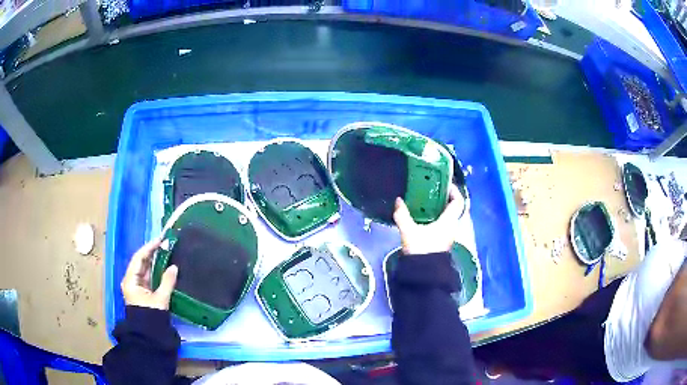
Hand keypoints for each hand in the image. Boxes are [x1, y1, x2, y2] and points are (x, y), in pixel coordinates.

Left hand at [121, 238, 177, 309]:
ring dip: (154, 261)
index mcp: (131, 280)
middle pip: (140, 262)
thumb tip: (174, 267)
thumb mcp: (160, 299)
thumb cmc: (151, 316)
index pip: (139, 258)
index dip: (149, 248)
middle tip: (164, 244)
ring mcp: (136, 286)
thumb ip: (167, 282)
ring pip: (144, 269)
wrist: (148, 335)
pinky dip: (154, 270)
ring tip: (165, 251)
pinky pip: (147, 276)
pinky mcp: (142, 292)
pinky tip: (162, 265)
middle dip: (152, 253)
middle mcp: (131, 280)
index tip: (160, 240)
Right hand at [393, 184, 461, 254]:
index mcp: (449, 221)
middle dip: (445, 198)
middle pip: (454, 208)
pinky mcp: (442, 242)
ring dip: (440, 209)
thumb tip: (399, 200)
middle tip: (432, 191)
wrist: (424, 274)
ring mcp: (448, 236)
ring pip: (448, 217)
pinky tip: (424, 218)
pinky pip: (443, 225)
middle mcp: (452, 227)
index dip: (454, 191)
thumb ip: (403, 215)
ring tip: (426, 203)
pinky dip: (437, 218)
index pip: (458, 202)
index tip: (445, 183)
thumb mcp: (409, 231)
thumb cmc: (421, 249)